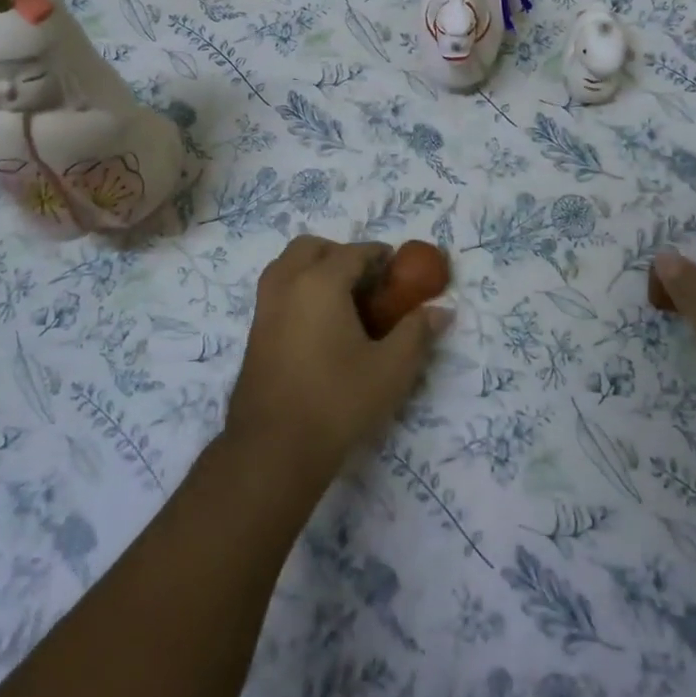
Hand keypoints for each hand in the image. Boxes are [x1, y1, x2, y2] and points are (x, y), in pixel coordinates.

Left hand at [224, 235, 449, 486]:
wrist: (273, 449)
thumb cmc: (337, 401)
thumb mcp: (391, 369)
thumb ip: (417, 333)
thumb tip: (441, 311)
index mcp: (320, 282)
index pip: (353, 252)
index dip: (378, 255)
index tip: (397, 268)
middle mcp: (287, 284)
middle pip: (311, 248)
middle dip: (340, 253)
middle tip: (366, 280)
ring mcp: (264, 308)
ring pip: (287, 266)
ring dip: (314, 268)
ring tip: (342, 300)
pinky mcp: (254, 332)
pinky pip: (278, 291)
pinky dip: (298, 289)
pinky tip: (320, 325)